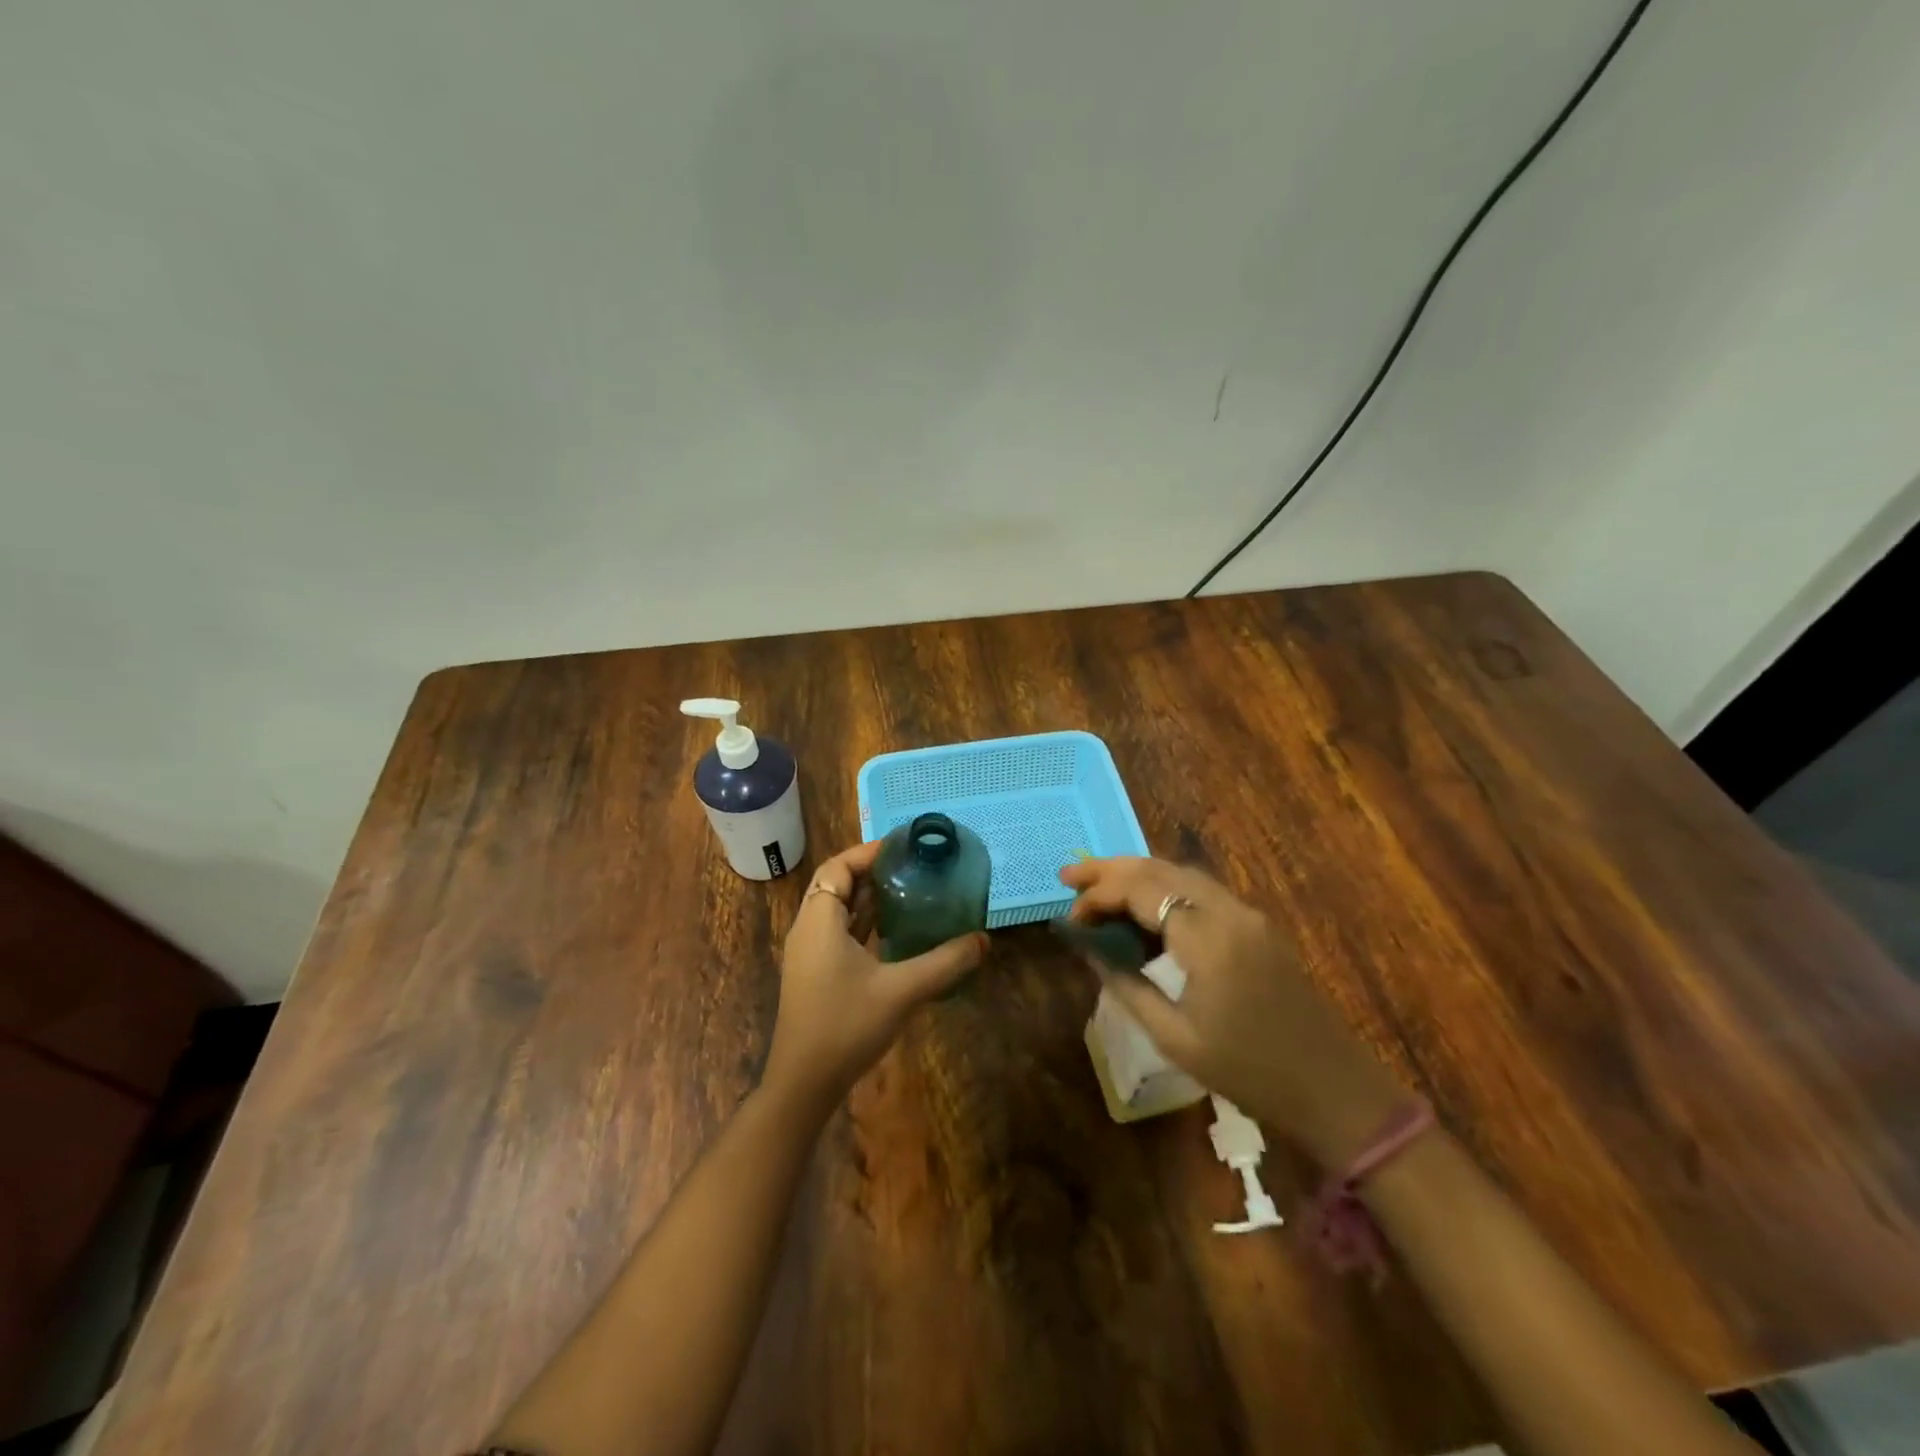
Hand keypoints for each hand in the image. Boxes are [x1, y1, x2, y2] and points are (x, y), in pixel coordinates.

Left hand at [762, 840, 987, 1111]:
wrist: (803, 1084)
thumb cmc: (845, 1026)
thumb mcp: (901, 991)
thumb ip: (945, 963)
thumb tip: (984, 940)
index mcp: (820, 920)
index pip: (838, 867)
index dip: (868, 852)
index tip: (904, 847)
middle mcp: (809, 929)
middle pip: (837, 884)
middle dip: (872, 871)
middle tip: (913, 865)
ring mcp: (810, 953)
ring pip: (838, 910)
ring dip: (868, 897)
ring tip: (910, 889)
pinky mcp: (816, 974)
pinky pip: (839, 933)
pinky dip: (864, 923)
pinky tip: (896, 930)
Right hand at [1060, 855, 1404, 1165]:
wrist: (1332, 1089)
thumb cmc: (1248, 1071)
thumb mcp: (1174, 1038)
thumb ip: (1127, 985)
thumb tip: (1088, 950)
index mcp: (1207, 937)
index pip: (1140, 891)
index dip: (1098, 896)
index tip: (1070, 918)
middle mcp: (1228, 910)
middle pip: (1159, 869)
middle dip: (1110, 869)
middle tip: (1069, 877)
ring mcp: (1247, 914)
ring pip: (1181, 874)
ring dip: (1137, 875)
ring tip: (1097, 888)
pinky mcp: (1256, 926)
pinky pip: (1200, 892)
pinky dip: (1164, 890)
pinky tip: (1144, 912)